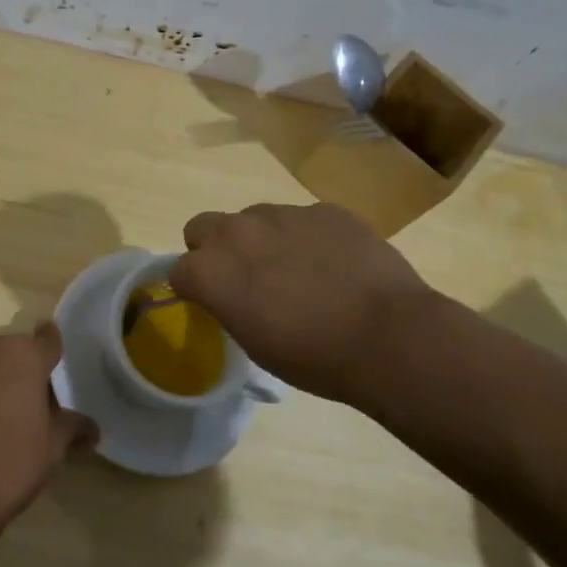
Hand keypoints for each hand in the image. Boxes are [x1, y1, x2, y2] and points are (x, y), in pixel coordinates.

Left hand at [0, 323, 95, 523]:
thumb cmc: (9, 464)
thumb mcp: (52, 449)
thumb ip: (72, 428)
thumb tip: (92, 429)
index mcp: (22, 355)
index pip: (47, 339)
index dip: (50, 352)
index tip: (51, 366)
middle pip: (6, 354)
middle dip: (13, 375)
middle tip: (19, 412)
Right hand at [168, 202, 435, 409]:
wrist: (388, 336)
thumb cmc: (314, 357)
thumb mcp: (253, 343)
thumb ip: (229, 304)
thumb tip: (235, 292)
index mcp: (211, 270)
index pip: (178, 270)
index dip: (194, 287)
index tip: (213, 303)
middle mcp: (238, 231)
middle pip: (203, 226)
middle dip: (215, 248)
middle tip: (245, 278)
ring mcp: (283, 214)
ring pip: (254, 219)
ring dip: (262, 240)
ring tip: (299, 272)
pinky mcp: (324, 209)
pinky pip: (302, 219)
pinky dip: (307, 237)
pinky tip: (335, 265)